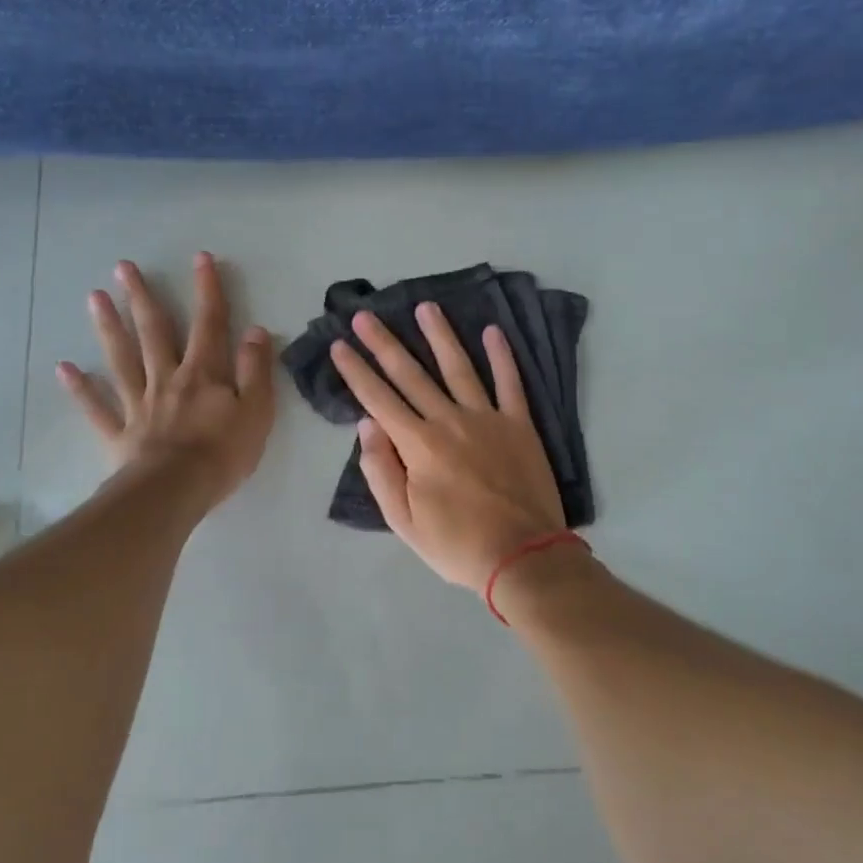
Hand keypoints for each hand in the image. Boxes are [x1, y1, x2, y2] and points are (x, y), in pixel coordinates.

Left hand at [56, 253, 274, 512]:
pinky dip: (81, 389)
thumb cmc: (223, 453)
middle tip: (123, 267)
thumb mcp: (257, 411)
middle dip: (142, 297)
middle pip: (154, 332)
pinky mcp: (120, 432)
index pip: (209, 324)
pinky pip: (98, 407)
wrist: (176, 491)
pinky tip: (64, 368)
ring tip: (94, 297)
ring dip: (108, 327)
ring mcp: (140, 404)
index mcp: (204, 373)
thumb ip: (255, 370)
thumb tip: (255, 331)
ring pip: (122, 359)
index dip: (207, 290)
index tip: (200, 258)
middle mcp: (168, 378)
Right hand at [332, 304, 566, 589]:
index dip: (356, 371)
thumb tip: (366, 424)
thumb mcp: (404, 522)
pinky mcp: (520, 425)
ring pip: (458, 367)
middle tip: (365, 315)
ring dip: (440, 335)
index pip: (377, 399)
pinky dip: (502, 356)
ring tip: (425, 307)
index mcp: (418, 445)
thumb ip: (381, 471)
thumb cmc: (457, 544)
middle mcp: (449, 421)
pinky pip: (510, 383)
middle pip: (410, 374)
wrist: (523, 555)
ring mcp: (487, 418)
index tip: (339, 345)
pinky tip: (492, 332)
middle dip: (384, 343)